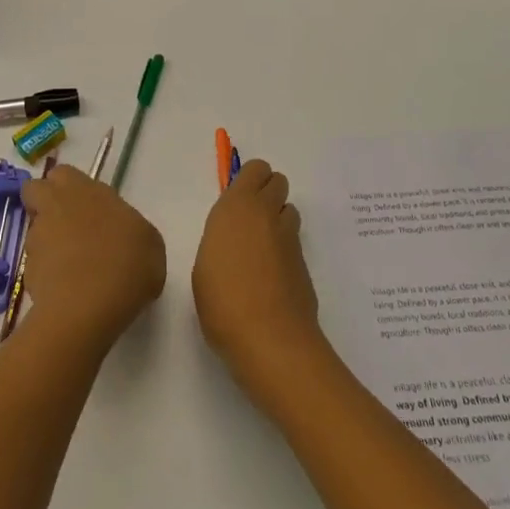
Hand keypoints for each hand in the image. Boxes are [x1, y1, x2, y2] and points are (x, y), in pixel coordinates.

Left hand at [19, 165, 165, 347]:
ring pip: (34, 228)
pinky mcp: (27, 270)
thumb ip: (132, 230)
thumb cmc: (126, 265)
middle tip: (65, 222)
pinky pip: (35, 263)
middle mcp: (56, 206)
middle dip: (44, 200)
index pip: (65, 174)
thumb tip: (123, 236)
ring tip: (71, 265)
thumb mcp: (150, 244)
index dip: (70, 187)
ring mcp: (38, 238)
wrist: (88, 308)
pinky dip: (47, 271)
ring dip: (47, 239)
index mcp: (85, 190)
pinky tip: (67, 288)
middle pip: (35, 190)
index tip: (86, 205)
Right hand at [192, 158, 322, 407]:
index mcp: (238, 207)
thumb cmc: (222, 300)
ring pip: (288, 211)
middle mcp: (267, 214)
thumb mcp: (204, 264)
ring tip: (260, 250)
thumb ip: (220, 239)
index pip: (256, 169)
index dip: (249, 180)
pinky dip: (283, 251)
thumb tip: (233, 240)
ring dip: (277, 220)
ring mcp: (290, 239)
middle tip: (249, 221)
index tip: (236, 201)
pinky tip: (270, 279)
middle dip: (267, 193)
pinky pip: (293, 242)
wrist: (269, 339)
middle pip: (278, 182)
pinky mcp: (304, 264)